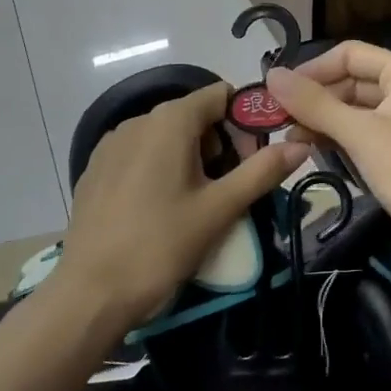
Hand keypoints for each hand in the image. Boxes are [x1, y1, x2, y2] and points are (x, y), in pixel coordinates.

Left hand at [58, 83, 305, 330]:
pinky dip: (161, 169)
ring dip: (192, 159)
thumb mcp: (220, 209)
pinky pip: (141, 154)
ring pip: (167, 136)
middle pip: (195, 116)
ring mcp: (111, 144)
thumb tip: (302, 145)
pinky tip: (161, 209)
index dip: (246, 122)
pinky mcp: (96, 169)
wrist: (89, 295)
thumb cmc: (160, 245)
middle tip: (230, 189)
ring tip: (197, 204)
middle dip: (221, 145)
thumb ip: (262, 171)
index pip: (221, 95)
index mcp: (170, 120)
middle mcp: (138, 120)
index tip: (254, 160)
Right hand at [267, 42, 390, 275]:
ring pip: (355, 108)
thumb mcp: (359, 134)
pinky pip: (363, 131)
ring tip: (290, 137)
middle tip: (277, 119)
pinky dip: (339, 137)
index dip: (313, 69)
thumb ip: (314, 103)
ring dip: (323, 119)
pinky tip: (313, 149)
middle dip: (316, 97)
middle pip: (352, 80)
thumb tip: (272, 75)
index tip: (277, 92)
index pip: (350, 54)